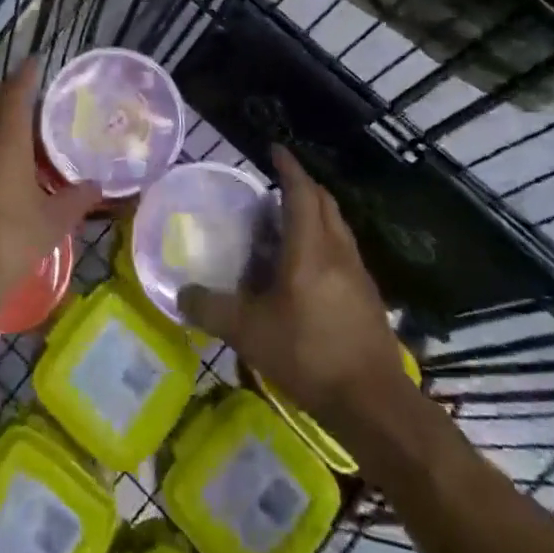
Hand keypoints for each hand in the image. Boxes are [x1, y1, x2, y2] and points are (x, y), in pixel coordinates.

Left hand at [0, 62, 100, 323]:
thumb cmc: (6, 248)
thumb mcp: (51, 226)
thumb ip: (75, 200)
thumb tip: (96, 186)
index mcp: (3, 145)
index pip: (15, 96)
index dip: (26, 77)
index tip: (34, 61)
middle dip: (8, 107)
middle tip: (29, 111)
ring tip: (10, 165)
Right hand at [182, 148, 409, 441]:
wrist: (374, 403)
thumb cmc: (309, 355)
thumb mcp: (249, 333)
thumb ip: (211, 309)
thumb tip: (179, 293)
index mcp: (310, 247)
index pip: (301, 192)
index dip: (288, 167)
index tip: (274, 149)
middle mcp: (338, 250)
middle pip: (324, 202)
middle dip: (303, 185)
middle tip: (276, 184)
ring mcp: (358, 273)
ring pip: (337, 226)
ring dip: (315, 212)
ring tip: (288, 221)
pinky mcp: (367, 296)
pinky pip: (343, 250)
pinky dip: (324, 240)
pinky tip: (307, 266)